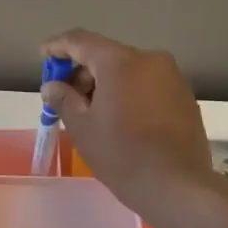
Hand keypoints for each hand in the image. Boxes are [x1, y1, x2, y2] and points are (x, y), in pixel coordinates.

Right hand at [40, 29, 217, 221]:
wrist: (177, 186)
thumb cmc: (122, 155)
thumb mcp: (82, 127)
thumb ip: (63, 99)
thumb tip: (52, 86)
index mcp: (120, 62)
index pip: (80, 41)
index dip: (58, 47)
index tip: (43, 57)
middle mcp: (149, 59)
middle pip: (106, 54)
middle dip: (82, 71)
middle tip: (64, 96)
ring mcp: (171, 76)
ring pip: (128, 69)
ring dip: (105, 82)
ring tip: (90, 111)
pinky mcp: (184, 95)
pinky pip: (147, 83)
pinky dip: (127, 91)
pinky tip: (119, 117)